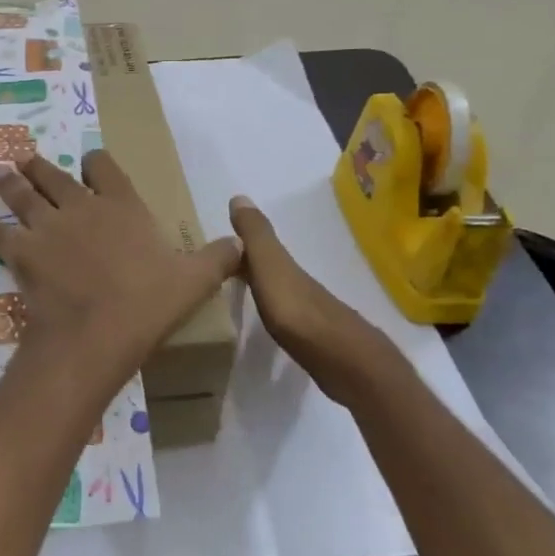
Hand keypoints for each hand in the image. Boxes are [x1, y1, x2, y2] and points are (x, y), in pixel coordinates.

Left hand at [0, 152, 241, 395]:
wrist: (98, 332)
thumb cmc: (149, 302)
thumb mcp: (195, 279)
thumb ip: (219, 257)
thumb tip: (242, 242)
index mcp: (121, 204)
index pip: (104, 166)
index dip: (95, 161)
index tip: (90, 162)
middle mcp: (80, 206)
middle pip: (55, 175)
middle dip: (40, 165)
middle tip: (25, 158)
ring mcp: (47, 226)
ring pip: (23, 194)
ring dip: (10, 182)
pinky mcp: (21, 251)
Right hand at [229, 194, 397, 399]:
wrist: (343, 360)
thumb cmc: (298, 310)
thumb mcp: (271, 267)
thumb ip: (256, 235)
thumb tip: (239, 196)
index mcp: (285, 267)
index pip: (256, 247)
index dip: (236, 243)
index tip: (211, 247)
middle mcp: (297, 284)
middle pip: (267, 268)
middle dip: (245, 265)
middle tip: (215, 270)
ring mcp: (308, 312)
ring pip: (276, 291)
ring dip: (258, 288)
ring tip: (234, 294)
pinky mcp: (312, 339)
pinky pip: (283, 316)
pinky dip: (270, 311)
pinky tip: (265, 323)